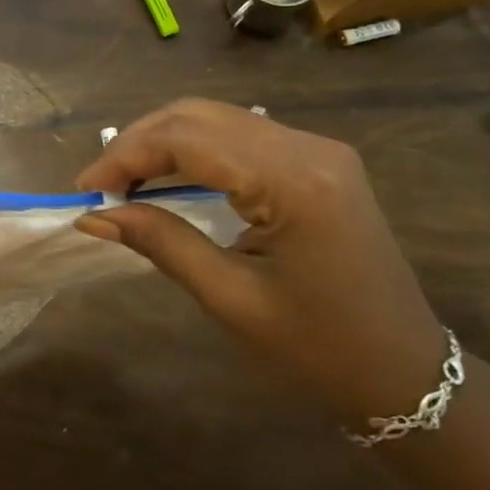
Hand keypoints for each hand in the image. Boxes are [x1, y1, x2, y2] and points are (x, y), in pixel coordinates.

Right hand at [75, 99, 447, 425]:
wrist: (404, 373)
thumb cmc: (318, 350)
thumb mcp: (231, 299)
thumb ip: (162, 243)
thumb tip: (95, 216)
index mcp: (295, 183)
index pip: (189, 141)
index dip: (127, 156)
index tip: (85, 189)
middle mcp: (309, 148)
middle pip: (200, 116)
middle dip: (139, 142)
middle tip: (100, 184)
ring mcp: (317, 149)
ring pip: (216, 118)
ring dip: (162, 141)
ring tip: (124, 180)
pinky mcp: (316, 159)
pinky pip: (239, 135)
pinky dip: (193, 148)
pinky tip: (168, 175)